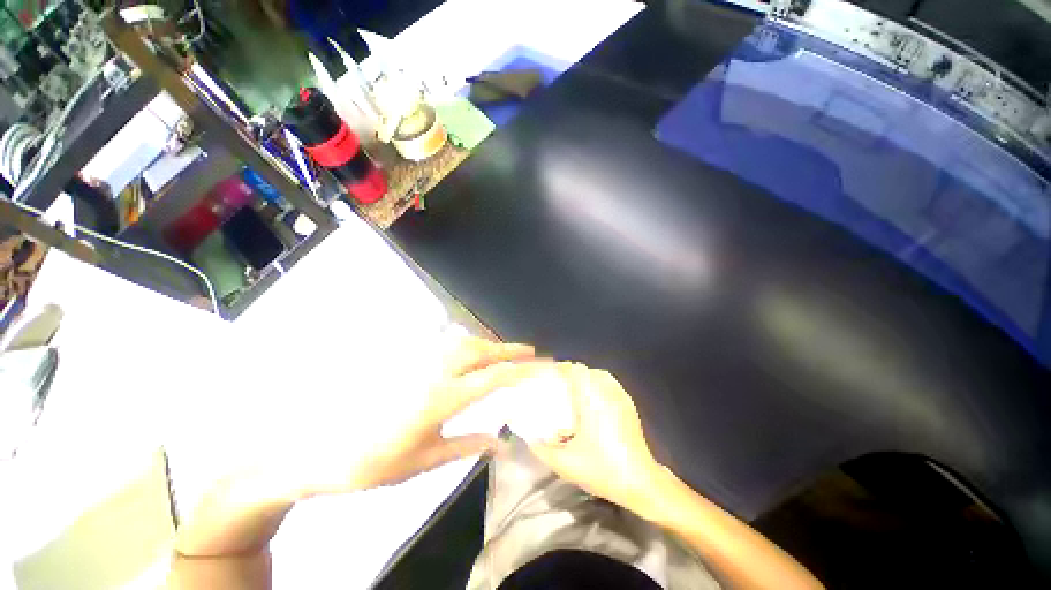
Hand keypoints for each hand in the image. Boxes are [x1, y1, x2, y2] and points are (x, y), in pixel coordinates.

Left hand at [297, 336, 549, 497]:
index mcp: (439, 400)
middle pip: (472, 350)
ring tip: (500, 355)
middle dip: (504, 349)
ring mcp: (410, 368)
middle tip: (529, 354)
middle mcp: (428, 376)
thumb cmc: (384, 463)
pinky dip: (456, 347)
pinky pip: (434, 349)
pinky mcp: (397, 369)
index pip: (489, 378)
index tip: (541, 367)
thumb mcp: (429, 459)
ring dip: (481, 345)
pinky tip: (460, 358)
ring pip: (453, 344)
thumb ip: (467, 446)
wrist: (336, 453)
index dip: (519, 371)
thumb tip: (503, 443)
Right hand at [529, 363, 666, 513]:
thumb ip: (540, 447)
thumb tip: (528, 437)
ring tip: (566, 401)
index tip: (540, 379)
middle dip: (568, 377)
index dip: (556, 370)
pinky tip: (585, 414)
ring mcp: (624, 402)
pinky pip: (610, 391)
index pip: (575, 370)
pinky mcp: (630, 412)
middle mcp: (611, 394)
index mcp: (594, 400)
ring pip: (602, 380)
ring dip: (584, 385)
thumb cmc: (601, 469)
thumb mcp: (562, 462)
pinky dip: (596, 393)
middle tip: (550, 391)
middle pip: (588, 372)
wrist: (638, 482)